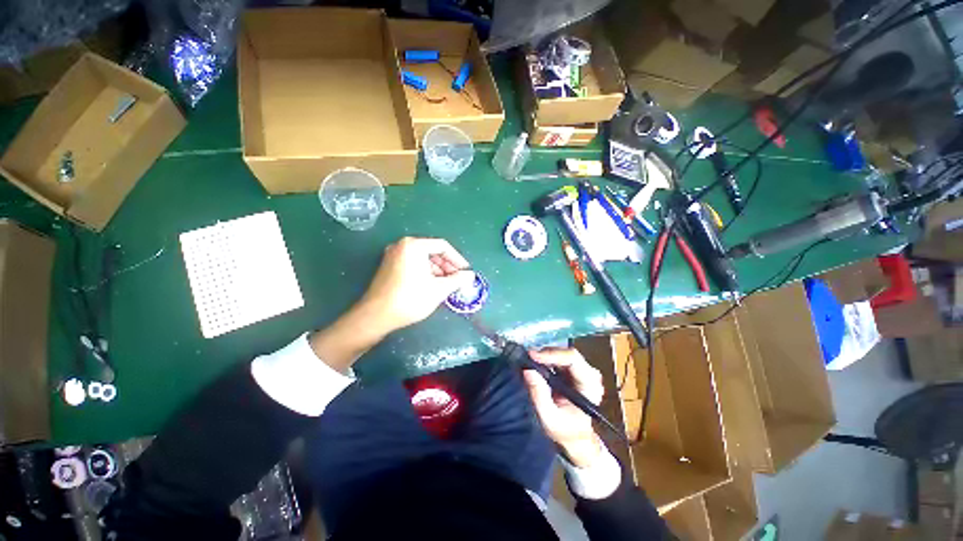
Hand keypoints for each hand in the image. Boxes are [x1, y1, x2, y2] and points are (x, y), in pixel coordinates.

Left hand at [360, 237, 474, 335]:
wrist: (376, 316)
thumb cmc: (410, 299)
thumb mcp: (439, 289)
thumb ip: (458, 280)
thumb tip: (471, 275)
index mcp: (414, 245)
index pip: (442, 246)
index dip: (457, 259)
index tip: (466, 271)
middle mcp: (402, 245)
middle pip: (432, 251)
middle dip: (447, 266)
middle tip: (458, 279)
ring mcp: (393, 255)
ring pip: (423, 258)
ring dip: (437, 270)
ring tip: (447, 285)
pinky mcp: (389, 266)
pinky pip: (413, 264)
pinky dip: (425, 272)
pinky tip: (432, 285)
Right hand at [523, 348, 606, 468]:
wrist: (574, 437)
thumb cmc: (565, 431)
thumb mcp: (549, 418)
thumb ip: (538, 394)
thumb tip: (527, 370)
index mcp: (590, 385)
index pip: (573, 359)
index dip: (552, 354)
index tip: (532, 356)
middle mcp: (589, 374)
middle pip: (567, 353)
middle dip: (546, 354)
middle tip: (527, 358)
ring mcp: (582, 370)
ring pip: (561, 353)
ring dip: (544, 356)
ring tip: (528, 362)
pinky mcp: (573, 370)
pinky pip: (558, 358)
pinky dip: (545, 360)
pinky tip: (534, 364)